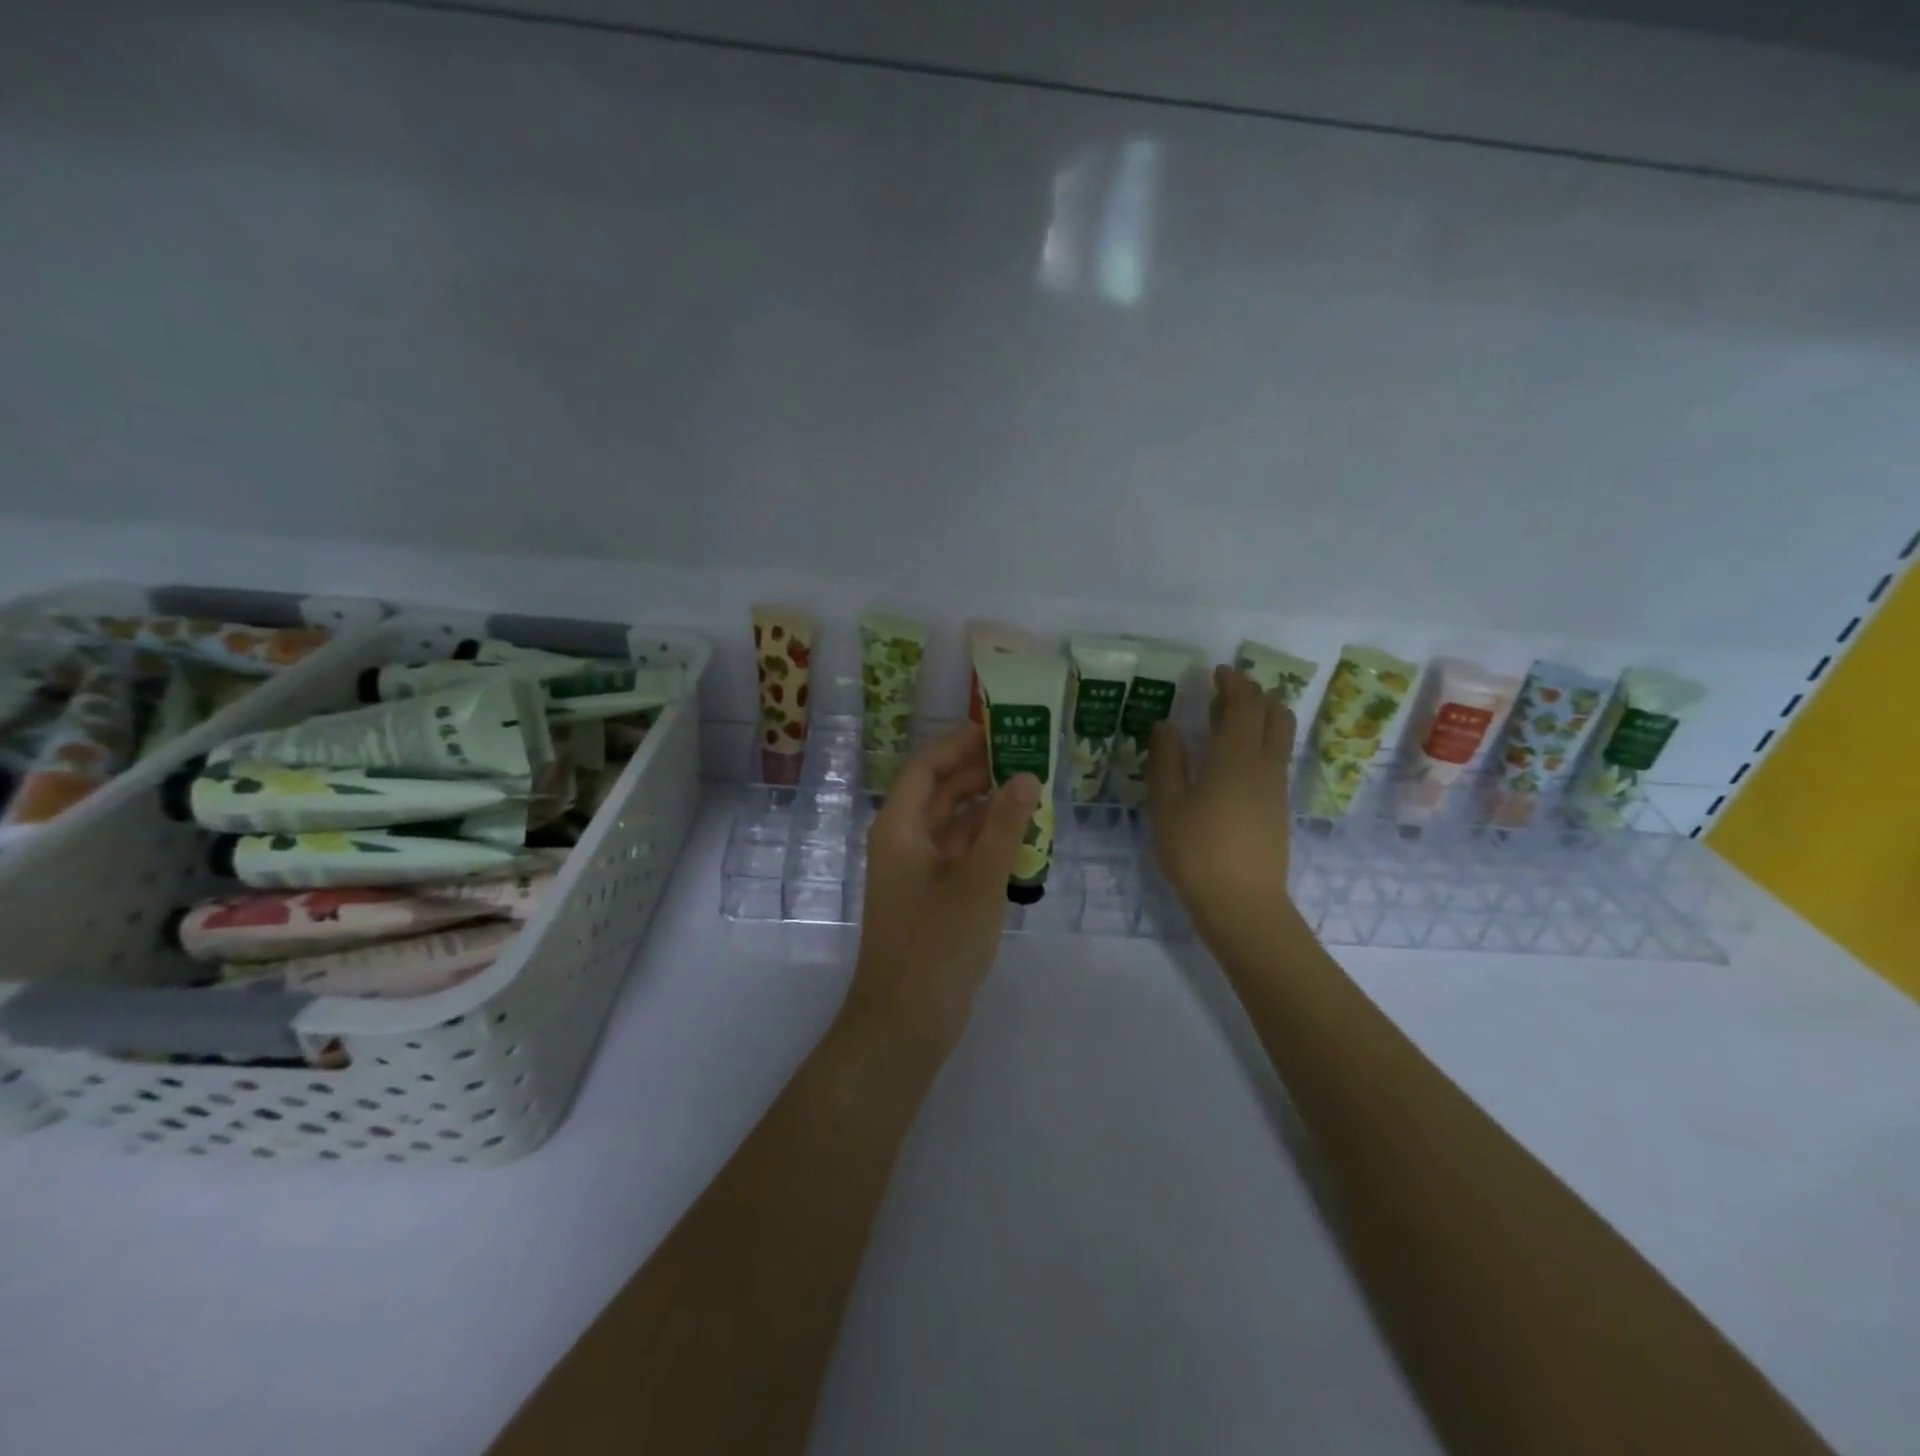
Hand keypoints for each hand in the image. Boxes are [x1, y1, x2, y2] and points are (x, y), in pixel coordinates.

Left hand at [847, 724, 1040, 1049]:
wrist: (906, 1022)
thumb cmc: (937, 943)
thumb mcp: (978, 880)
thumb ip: (1004, 826)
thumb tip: (1026, 776)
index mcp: (900, 827)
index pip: (926, 766)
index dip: (959, 744)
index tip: (1000, 729)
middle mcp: (903, 841)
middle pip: (940, 792)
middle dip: (980, 772)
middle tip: (1028, 757)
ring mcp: (917, 871)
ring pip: (953, 824)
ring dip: (988, 808)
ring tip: (1034, 792)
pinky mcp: (932, 897)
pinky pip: (960, 854)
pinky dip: (987, 842)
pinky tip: (1023, 838)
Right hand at [1147, 667, 1296, 939]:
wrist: (1243, 904)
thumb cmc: (1197, 852)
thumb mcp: (1167, 806)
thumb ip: (1166, 761)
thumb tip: (1166, 724)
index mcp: (1235, 758)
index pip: (1245, 705)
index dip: (1234, 683)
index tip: (1217, 672)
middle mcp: (1264, 765)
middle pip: (1275, 714)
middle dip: (1254, 695)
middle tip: (1224, 694)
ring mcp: (1276, 787)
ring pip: (1279, 736)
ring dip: (1259, 718)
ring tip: (1225, 723)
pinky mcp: (1278, 807)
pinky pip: (1275, 758)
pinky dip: (1259, 742)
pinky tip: (1231, 760)